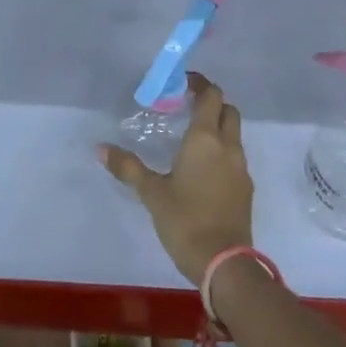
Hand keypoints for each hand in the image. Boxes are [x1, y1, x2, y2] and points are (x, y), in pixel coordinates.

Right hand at [100, 73, 254, 284]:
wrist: (225, 263)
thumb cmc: (185, 220)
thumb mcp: (152, 193)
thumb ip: (128, 167)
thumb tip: (100, 148)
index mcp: (205, 138)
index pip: (210, 95)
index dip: (199, 84)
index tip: (183, 83)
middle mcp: (227, 146)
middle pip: (227, 110)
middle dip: (211, 103)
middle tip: (187, 107)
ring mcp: (240, 167)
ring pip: (233, 134)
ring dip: (218, 127)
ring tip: (192, 138)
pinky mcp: (245, 188)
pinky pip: (235, 157)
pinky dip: (222, 151)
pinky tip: (203, 169)